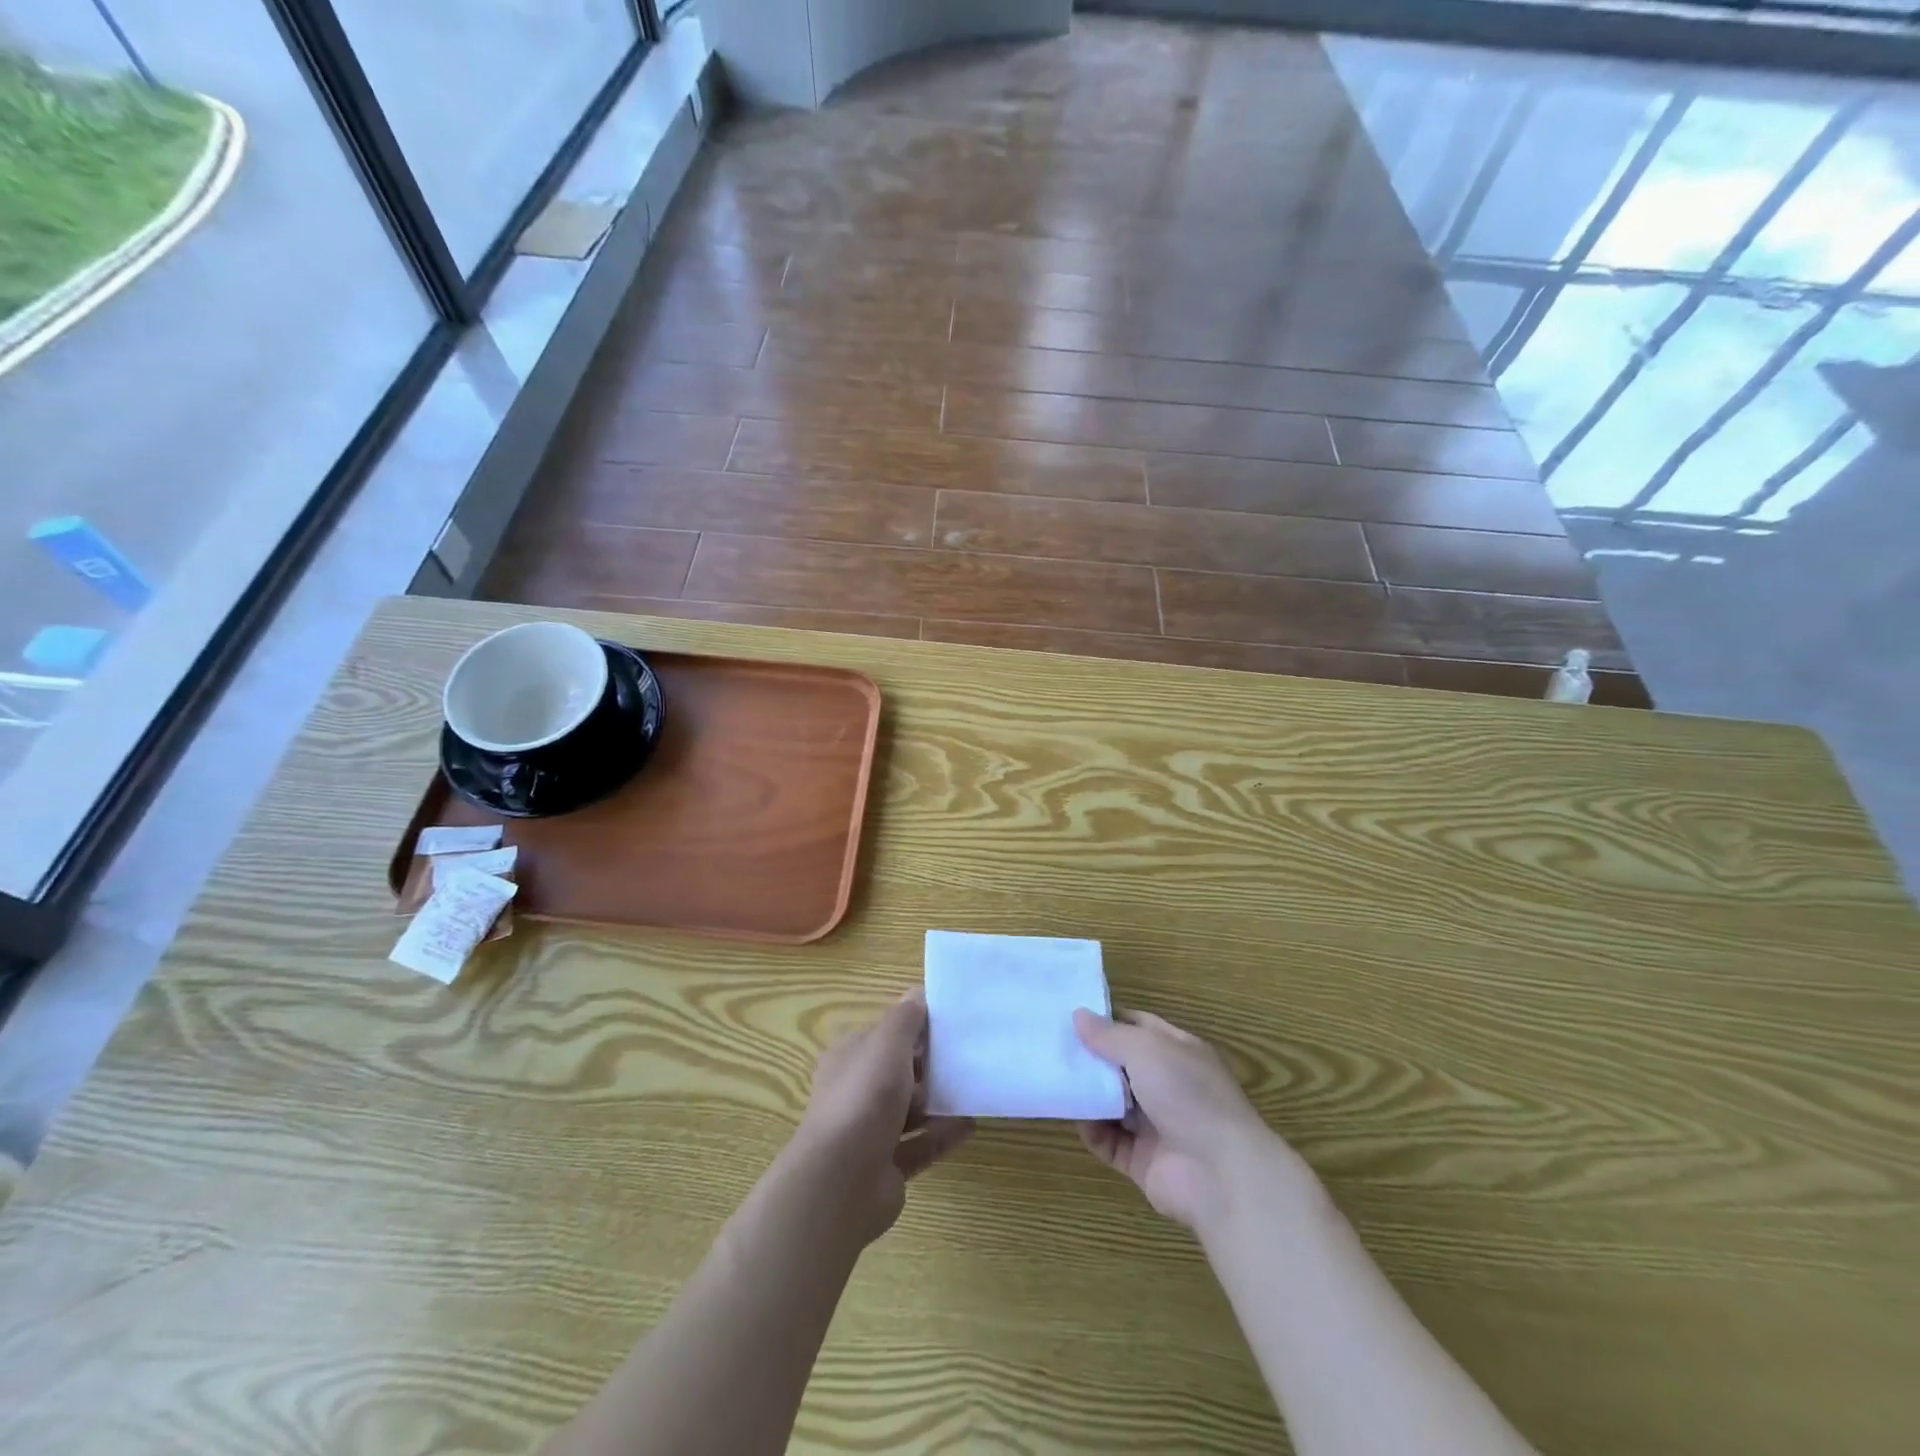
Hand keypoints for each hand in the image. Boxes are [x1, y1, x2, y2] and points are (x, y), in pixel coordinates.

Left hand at [792, 991, 973, 1243]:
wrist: (842, 1180)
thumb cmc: (864, 1097)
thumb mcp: (888, 1044)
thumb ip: (906, 1018)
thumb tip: (918, 992)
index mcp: (849, 1058)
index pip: (883, 1034)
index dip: (913, 1026)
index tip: (949, 1022)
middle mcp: (855, 1092)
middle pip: (897, 1072)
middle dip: (929, 1064)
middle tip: (967, 1054)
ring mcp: (869, 1132)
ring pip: (909, 1110)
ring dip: (938, 1100)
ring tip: (974, 1088)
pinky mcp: (886, 1166)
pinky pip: (920, 1144)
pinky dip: (943, 1134)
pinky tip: (971, 1124)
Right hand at [1073, 1008, 1277, 1230]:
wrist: (1220, 1175)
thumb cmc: (1187, 1094)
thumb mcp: (1147, 1049)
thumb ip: (1110, 1035)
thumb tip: (1079, 1015)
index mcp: (1178, 1052)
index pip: (1138, 1026)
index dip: (1107, 1020)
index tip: (1071, 1015)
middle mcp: (1168, 1085)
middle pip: (1121, 1065)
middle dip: (1091, 1057)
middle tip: (1052, 1047)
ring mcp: (1156, 1124)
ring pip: (1112, 1103)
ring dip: (1088, 1094)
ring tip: (1055, 1079)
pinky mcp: (1143, 1159)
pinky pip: (1109, 1140)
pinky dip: (1092, 1130)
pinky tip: (1074, 1117)